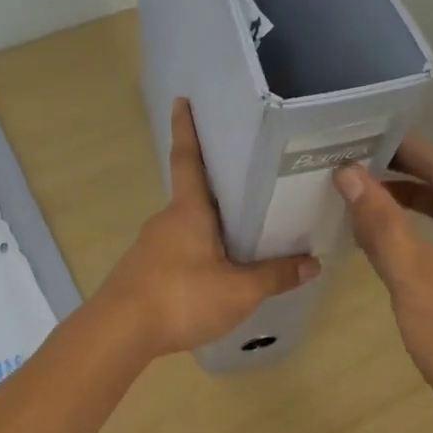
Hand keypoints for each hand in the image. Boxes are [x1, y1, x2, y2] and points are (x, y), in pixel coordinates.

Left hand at [97, 99, 318, 357]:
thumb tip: (313, 264)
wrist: (119, 332)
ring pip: (185, 229)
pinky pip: (176, 254)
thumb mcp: (239, 290)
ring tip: (240, 240)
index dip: (186, 129)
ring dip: (208, 229)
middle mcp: (165, 220)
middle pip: (193, 197)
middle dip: (215, 190)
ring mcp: (150, 247)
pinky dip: (196, 256)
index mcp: (188, 211)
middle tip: (247, 186)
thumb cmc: (182, 297)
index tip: (182, 100)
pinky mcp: (142, 273)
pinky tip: (213, 276)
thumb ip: (275, 276)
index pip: (187, 159)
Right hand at [334, 137, 432, 414]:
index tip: (360, 137)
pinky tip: (390, 238)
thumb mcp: (412, 274)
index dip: (402, 149)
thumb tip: (348, 174)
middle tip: (355, 164)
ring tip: (365, 195)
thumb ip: (380, 221)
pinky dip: (421, 231)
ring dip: (410, 202)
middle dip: (403, 173)